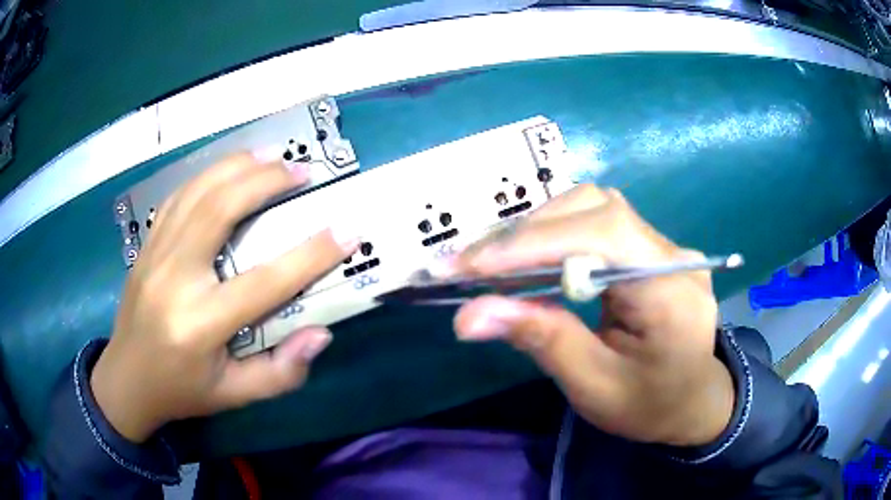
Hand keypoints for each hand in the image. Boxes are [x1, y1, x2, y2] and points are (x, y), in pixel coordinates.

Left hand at [92, 153, 357, 442]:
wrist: (126, 380)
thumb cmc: (182, 391)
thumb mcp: (235, 396)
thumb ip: (281, 373)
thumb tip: (320, 334)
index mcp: (200, 325)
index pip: (263, 282)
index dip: (311, 255)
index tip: (346, 230)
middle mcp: (174, 279)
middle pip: (220, 210)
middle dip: (265, 182)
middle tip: (300, 171)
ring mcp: (154, 255)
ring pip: (196, 192)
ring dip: (237, 167)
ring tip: (270, 155)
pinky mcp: (146, 246)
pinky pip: (178, 197)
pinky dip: (208, 176)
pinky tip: (228, 170)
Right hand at [449, 185, 733, 446]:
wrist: (693, 401)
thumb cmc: (649, 405)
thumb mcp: (594, 387)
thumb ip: (541, 341)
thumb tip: (468, 315)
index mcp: (672, 293)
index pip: (604, 237)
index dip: (535, 243)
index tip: (471, 267)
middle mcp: (674, 254)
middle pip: (596, 209)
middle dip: (527, 234)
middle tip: (470, 267)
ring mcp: (665, 246)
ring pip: (594, 207)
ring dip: (537, 230)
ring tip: (493, 264)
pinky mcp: (651, 248)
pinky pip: (598, 223)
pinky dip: (554, 235)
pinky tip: (528, 259)